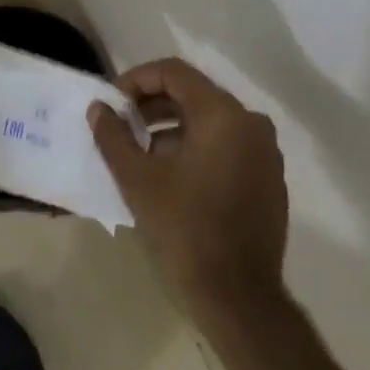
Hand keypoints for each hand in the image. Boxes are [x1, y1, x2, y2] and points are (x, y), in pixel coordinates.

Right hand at [88, 58, 288, 313]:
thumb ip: (113, 136)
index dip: (137, 80)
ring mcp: (265, 152)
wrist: (238, 297)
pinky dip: (196, 147)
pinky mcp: (269, 178)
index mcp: (222, 115)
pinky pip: (227, 145)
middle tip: (121, 125)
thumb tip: (99, 109)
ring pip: (210, 121)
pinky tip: (171, 175)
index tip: (113, 103)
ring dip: (172, 127)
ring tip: (140, 152)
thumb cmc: (184, 229)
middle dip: (152, 105)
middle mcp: (251, 123)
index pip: (174, 72)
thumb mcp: (137, 179)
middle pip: (193, 94)